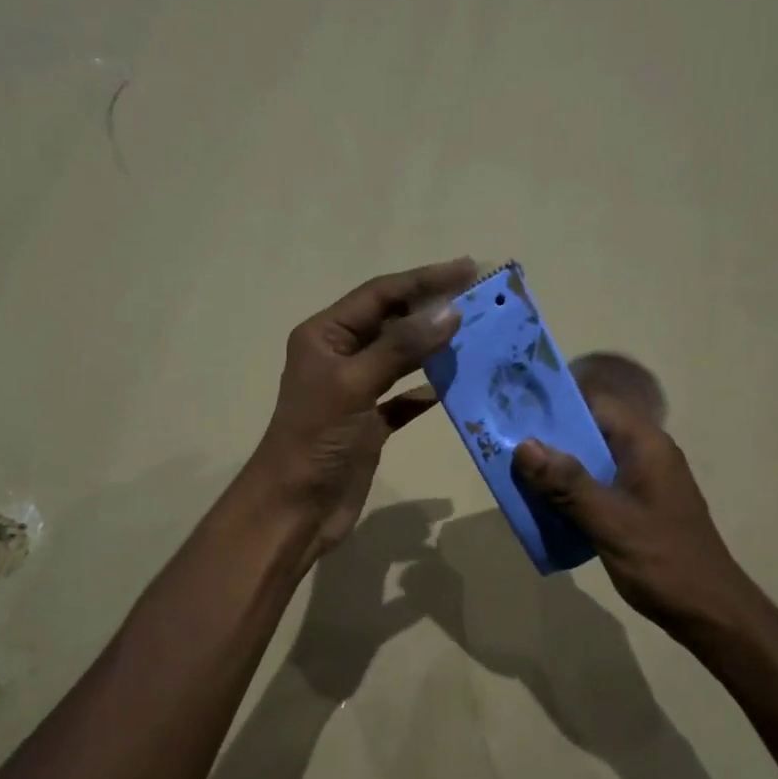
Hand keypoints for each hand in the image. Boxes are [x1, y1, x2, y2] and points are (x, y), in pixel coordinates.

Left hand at [248, 258, 475, 559]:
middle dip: (432, 309)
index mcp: (324, 336)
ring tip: (477, 335)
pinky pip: (404, 399)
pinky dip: (426, 392)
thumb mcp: (354, 386)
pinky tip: (454, 386)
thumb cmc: (316, 441)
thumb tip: (449, 311)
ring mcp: (355, 392)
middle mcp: (339, 357)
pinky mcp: (369, 425)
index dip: (424, 280)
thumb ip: (400, 348)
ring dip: (434, 347)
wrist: (295, 509)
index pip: (380, 295)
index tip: (470, 269)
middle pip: (392, 322)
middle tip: (482, 300)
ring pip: (401, 358)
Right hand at [512, 394, 742, 639]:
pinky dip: (571, 495)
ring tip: (514, 478)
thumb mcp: (609, 521)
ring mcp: (643, 483)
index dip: (557, 405)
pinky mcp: (637, 509)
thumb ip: (567, 483)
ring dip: (556, 471)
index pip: (597, 405)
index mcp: (646, 446)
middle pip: (591, 432)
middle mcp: (646, 456)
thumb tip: (524, 446)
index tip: (515, 413)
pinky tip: (543, 509)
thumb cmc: (663, 561)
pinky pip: (597, 489)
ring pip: (591, 463)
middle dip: (549, 441)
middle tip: (503, 448)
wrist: (708, 611)